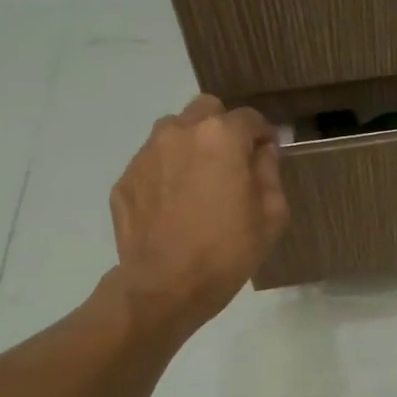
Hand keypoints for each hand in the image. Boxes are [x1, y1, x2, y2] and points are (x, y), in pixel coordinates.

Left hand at [107, 94, 288, 336]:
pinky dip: (167, 173)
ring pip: (174, 132)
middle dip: (223, 128)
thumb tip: (263, 152)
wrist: (165, 286)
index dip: (263, 135)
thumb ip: (269, 172)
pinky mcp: (125, 179)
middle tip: (231, 162)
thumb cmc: (228, 250)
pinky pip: (153, 163)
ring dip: (191, 145)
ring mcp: (146, 154)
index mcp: (221, 136)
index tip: (267, 155)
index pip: (249, 118)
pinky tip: (175, 206)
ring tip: (199, 181)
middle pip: (206, 110)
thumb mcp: (271, 214)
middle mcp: (179, 132)